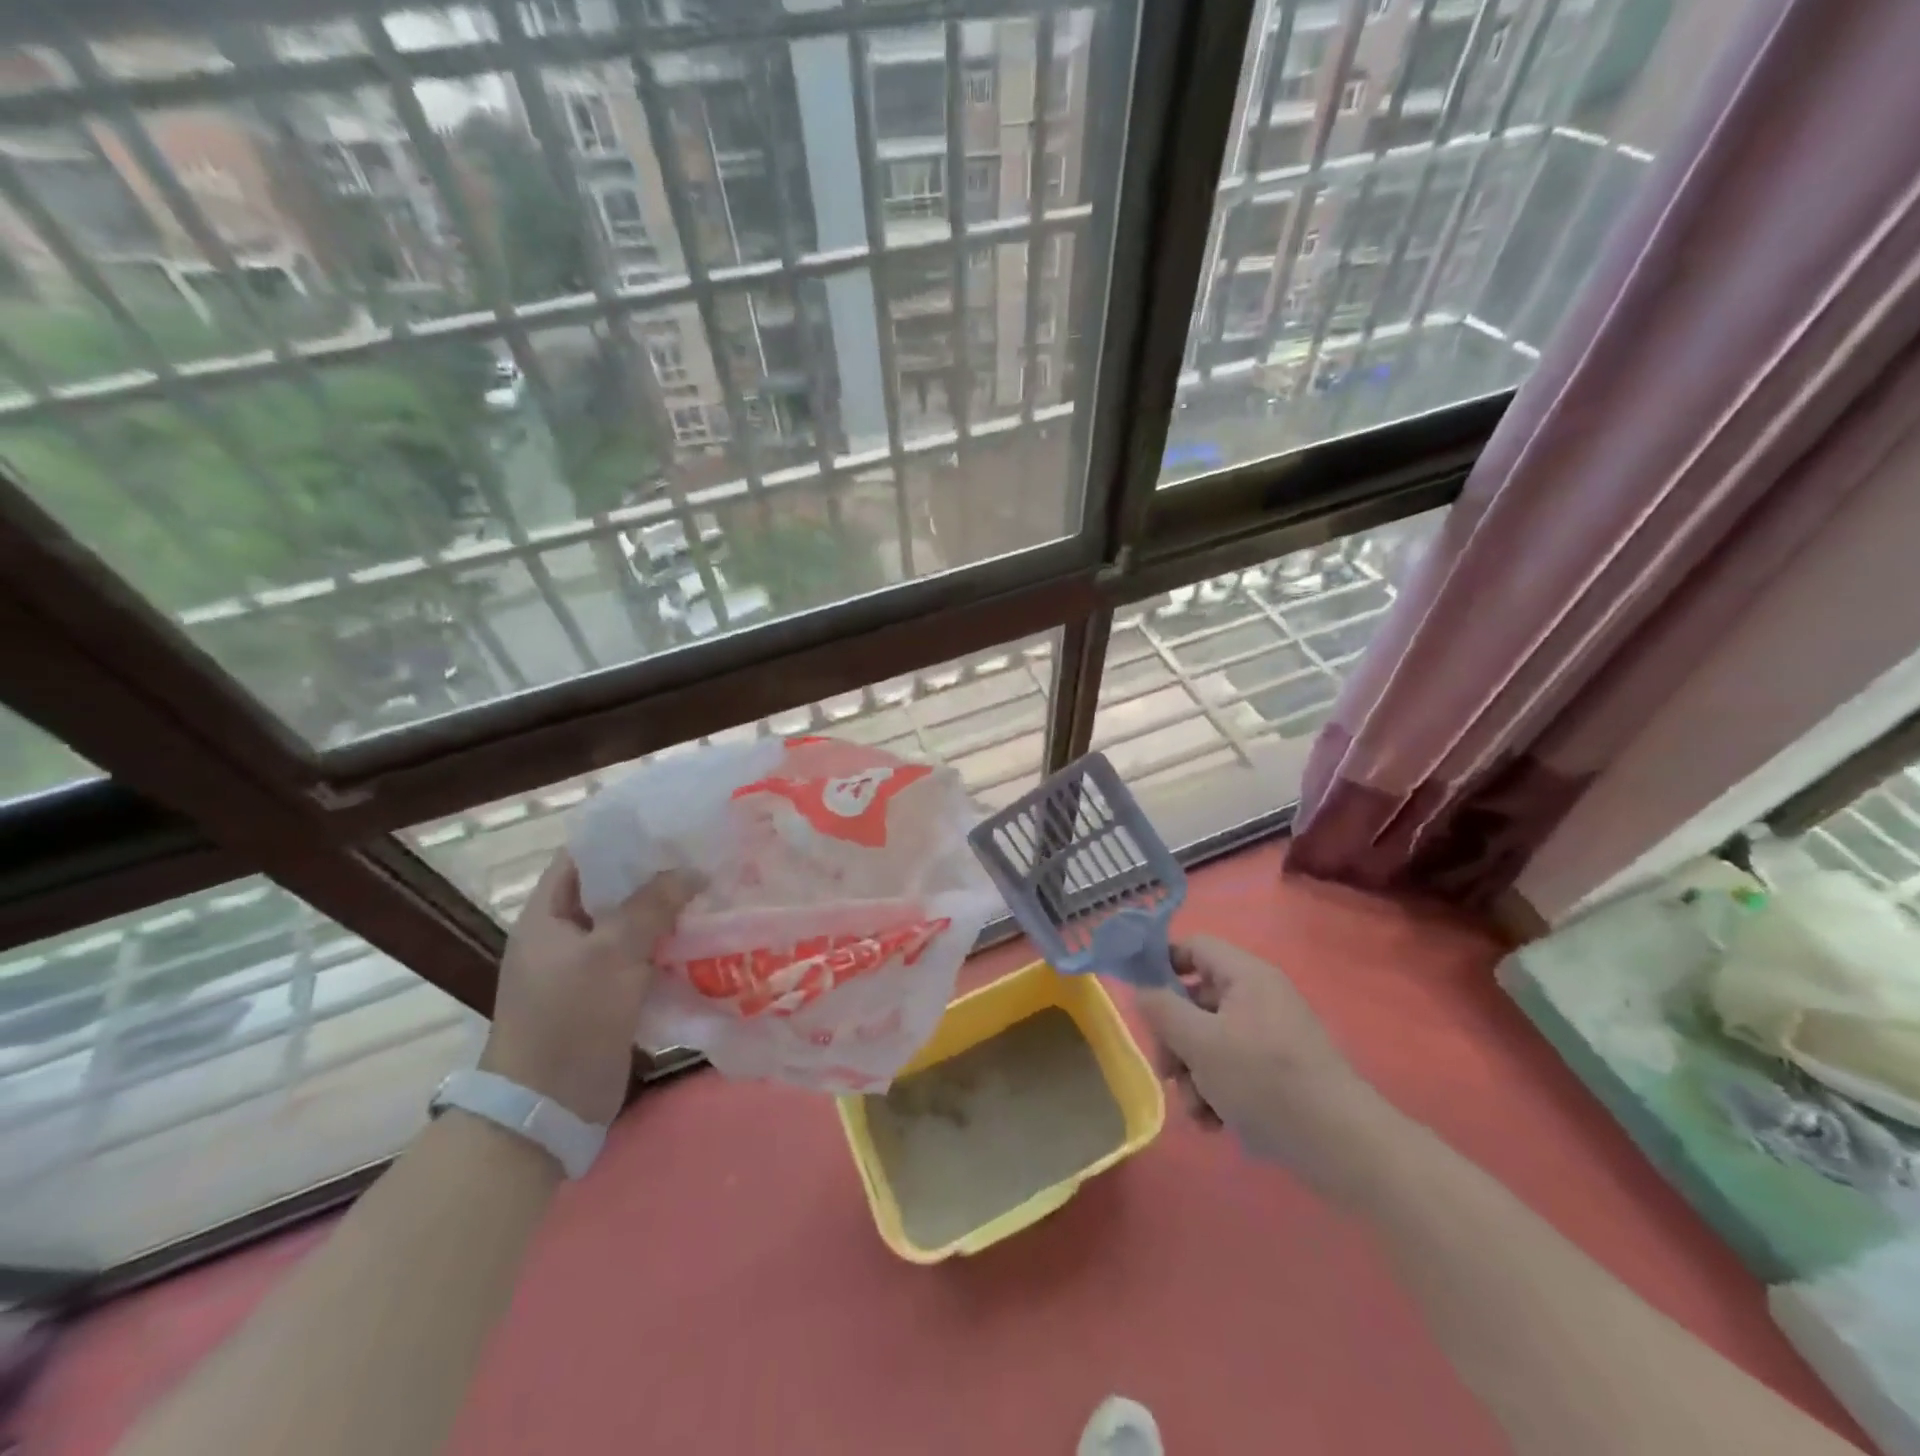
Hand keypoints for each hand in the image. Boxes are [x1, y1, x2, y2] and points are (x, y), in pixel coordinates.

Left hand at [481, 851, 697, 1124]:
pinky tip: (707, 935)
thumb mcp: (612, 953)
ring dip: (669, 910)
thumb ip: (652, 905)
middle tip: (705, 854)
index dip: (624, 835)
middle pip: (614, 888)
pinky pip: (643, 956)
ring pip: (633, 923)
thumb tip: (693, 870)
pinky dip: (671, 945)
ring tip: (715, 888)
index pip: (584, 854)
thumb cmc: (570, 1018)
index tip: (671, 824)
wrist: (547, 1109)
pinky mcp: (608, 994)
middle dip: (657, 872)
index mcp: (547, 914)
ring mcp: (587, 966)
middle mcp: (565, 933)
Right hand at [1136, 935, 1381, 1187]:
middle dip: (1175, 1039)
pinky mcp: (1281, 1072)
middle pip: (1197, 999)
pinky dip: (1218, 1091)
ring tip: (1198, 1111)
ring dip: (1194, 1074)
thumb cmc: (1265, 1081)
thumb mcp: (1201, 1043)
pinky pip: (1234, 1068)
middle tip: (1167, 1072)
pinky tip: (1216, 1124)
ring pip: (1211, 1041)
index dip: (1162, 963)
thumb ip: (1163, 1010)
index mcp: (1246, 976)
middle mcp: (1259, 997)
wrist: (1344, 1147)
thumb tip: (1143, 991)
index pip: (1194, 946)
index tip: (1141, 998)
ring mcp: (1272, 1036)